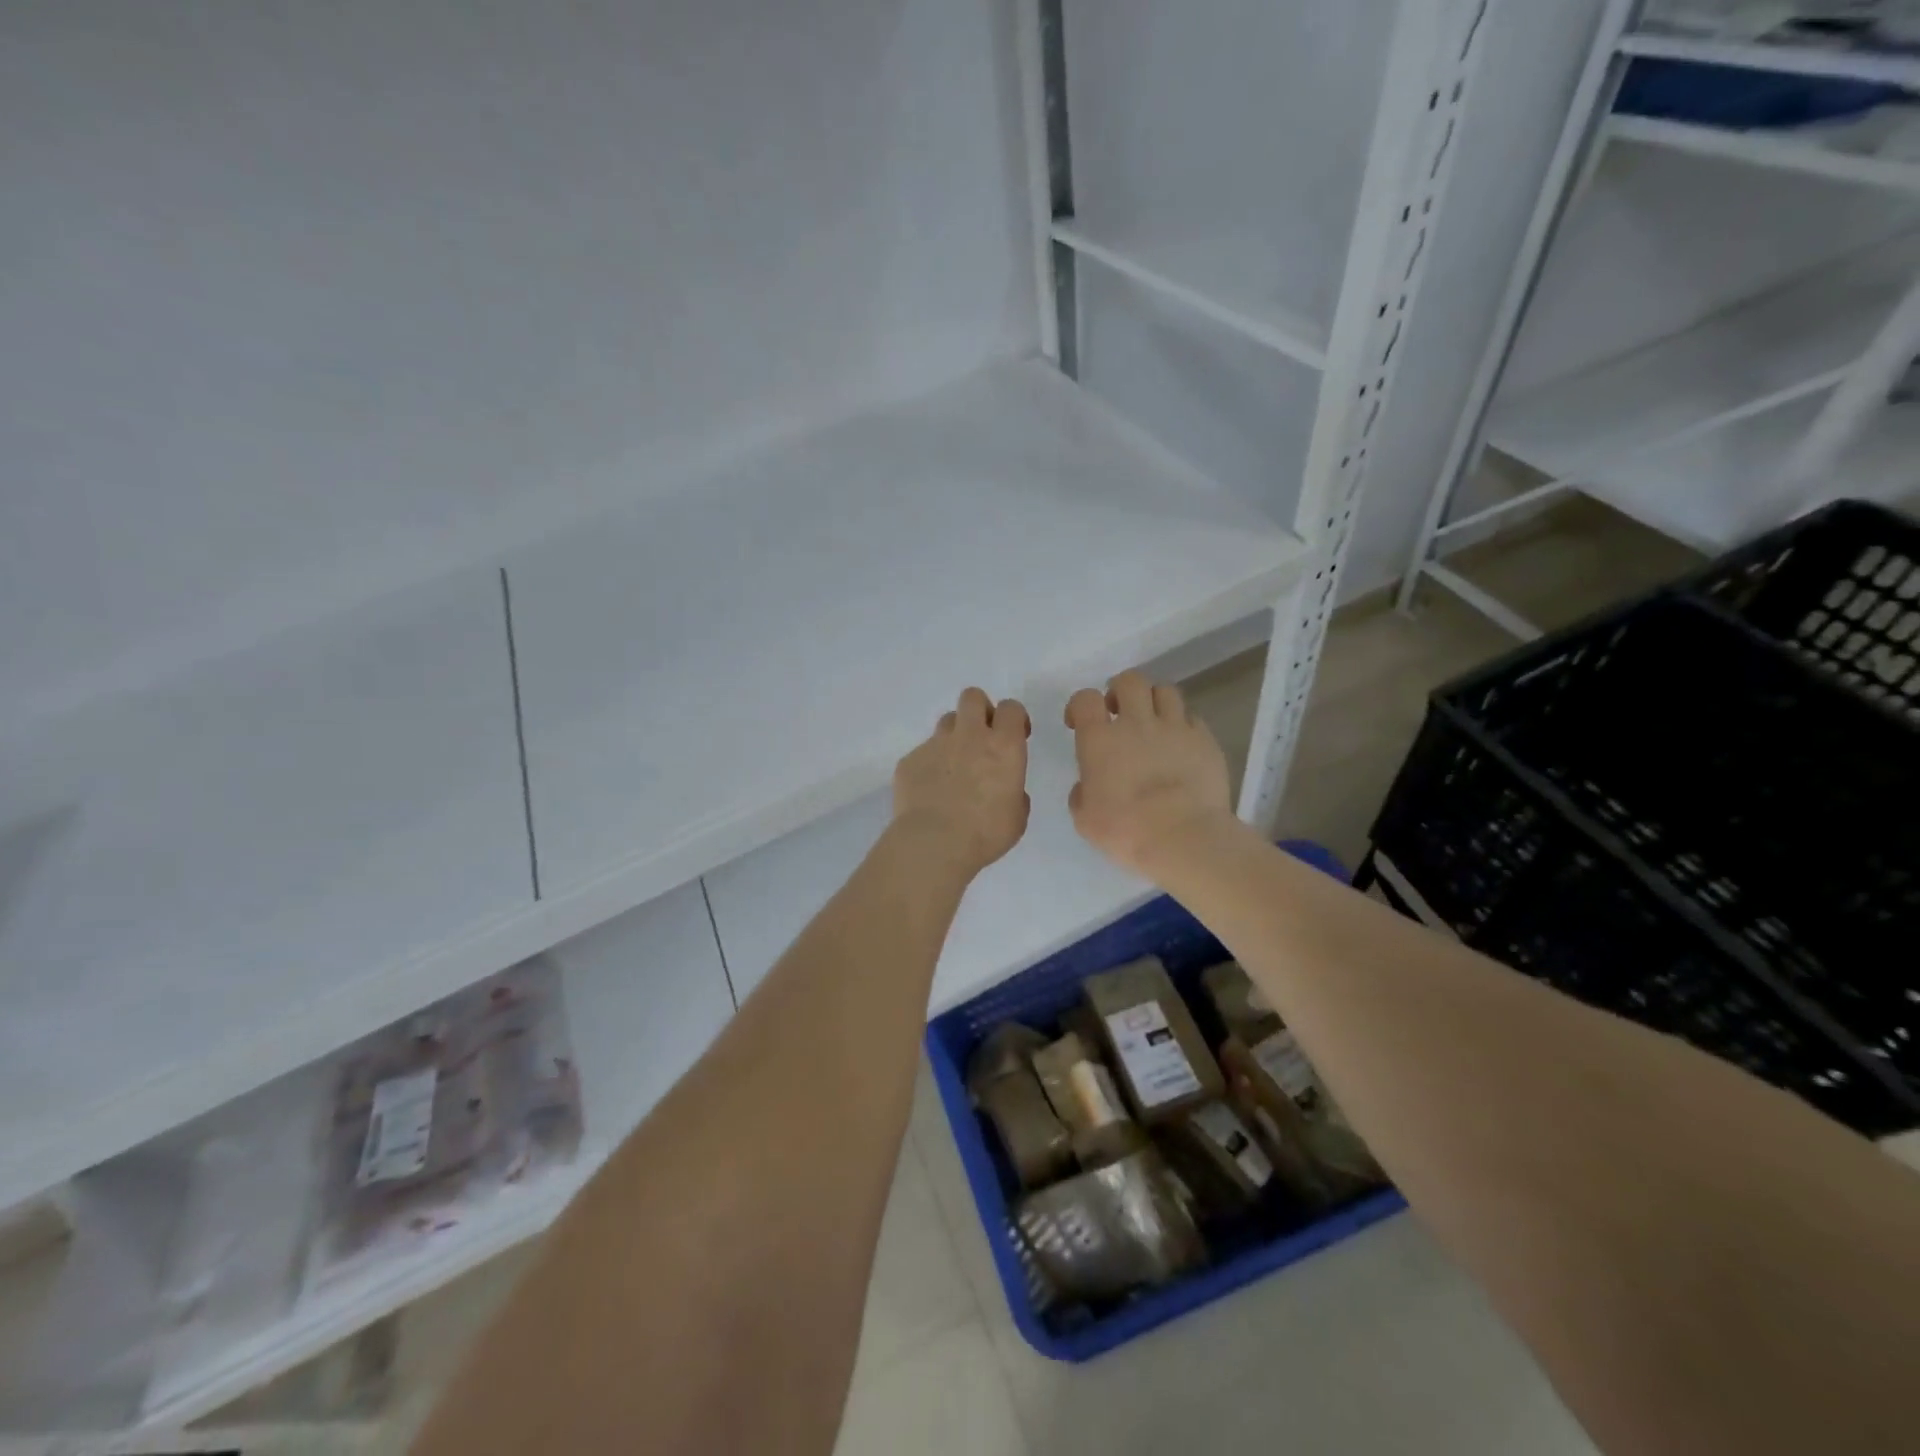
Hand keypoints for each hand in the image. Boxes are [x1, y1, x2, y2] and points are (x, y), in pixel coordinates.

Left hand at [892, 688, 1031, 878]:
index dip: (1014, 718)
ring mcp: (935, 744)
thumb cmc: (985, 832)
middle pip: (973, 697)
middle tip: (982, 737)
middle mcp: (969, 736)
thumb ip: (1014, 794)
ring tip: (954, 767)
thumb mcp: (1016, 817)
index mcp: (1003, 746)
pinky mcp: (909, 760)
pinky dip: (929, 766)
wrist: (933, 843)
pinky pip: (922, 753)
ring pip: (946, 721)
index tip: (1015, 736)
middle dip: (980, 710)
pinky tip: (929, 791)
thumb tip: (1006, 790)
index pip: (1011, 708)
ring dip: (954, 736)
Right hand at [1066, 670, 1232, 878]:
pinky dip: (1184, 726)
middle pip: (1130, 680)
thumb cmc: (1126, 831)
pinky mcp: (1205, 740)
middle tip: (1120, 713)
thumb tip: (1089, 785)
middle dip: (1121, 691)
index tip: (1080, 722)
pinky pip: (1193, 719)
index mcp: (1100, 740)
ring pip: (1165, 691)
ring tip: (1154, 724)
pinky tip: (1182, 746)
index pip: (1085, 698)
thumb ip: (1082, 794)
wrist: (1183, 838)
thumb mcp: (1085, 819)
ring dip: (1155, 702)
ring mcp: (1175, 728)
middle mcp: (1137, 723)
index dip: (1080, 705)